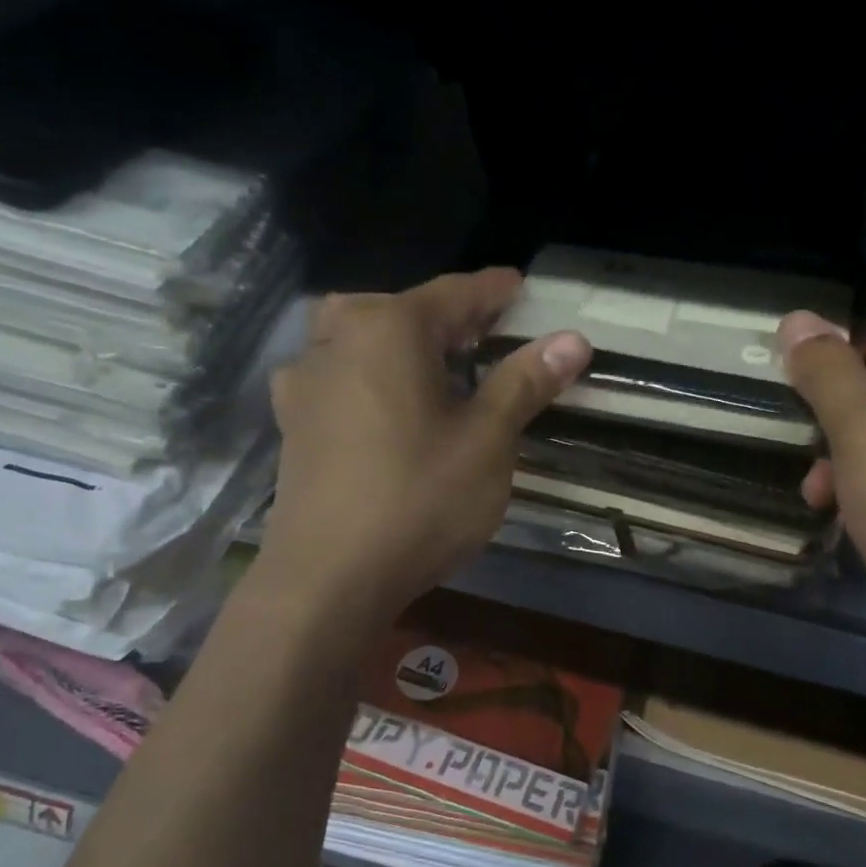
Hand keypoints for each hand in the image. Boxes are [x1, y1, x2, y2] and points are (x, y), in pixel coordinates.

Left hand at [262, 269, 590, 626]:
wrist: (328, 579)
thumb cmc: (419, 501)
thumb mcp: (486, 441)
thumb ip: (524, 382)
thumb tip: (572, 340)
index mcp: (388, 329)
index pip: (454, 294)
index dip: (494, 291)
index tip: (521, 287)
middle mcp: (338, 340)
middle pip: (402, 310)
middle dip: (448, 317)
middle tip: (487, 336)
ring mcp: (306, 381)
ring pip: (362, 338)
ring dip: (403, 342)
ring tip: (438, 367)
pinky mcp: (293, 422)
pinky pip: (339, 375)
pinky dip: (370, 374)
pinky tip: (384, 404)